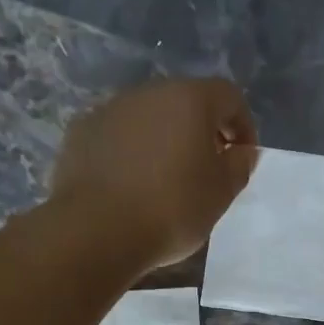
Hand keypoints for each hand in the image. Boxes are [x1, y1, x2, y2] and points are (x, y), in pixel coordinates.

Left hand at [50, 77, 257, 267]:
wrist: (97, 231)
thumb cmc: (172, 209)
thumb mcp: (221, 194)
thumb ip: (239, 165)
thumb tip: (242, 151)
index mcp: (189, 99)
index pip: (229, 97)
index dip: (242, 125)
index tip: (241, 158)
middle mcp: (148, 93)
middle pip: (185, 102)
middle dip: (201, 131)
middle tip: (206, 169)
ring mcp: (109, 109)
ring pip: (148, 118)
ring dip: (163, 140)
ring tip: (165, 180)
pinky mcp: (81, 132)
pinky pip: (117, 135)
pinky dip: (130, 152)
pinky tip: (130, 185)